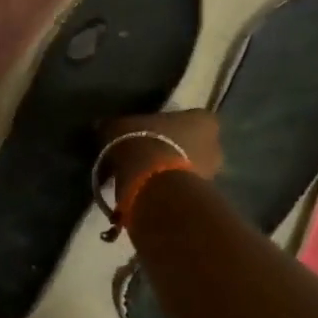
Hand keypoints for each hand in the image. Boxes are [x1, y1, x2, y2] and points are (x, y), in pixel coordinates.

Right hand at [100, 110, 222, 196]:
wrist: (153, 186)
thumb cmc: (143, 143)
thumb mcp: (118, 127)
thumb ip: (114, 126)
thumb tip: (102, 126)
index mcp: (203, 120)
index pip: (192, 118)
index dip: (172, 125)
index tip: (152, 132)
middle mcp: (215, 146)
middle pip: (194, 145)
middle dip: (176, 150)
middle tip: (149, 156)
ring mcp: (212, 175)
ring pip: (190, 169)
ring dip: (171, 172)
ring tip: (145, 178)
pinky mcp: (201, 200)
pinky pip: (182, 190)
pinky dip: (168, 191)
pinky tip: (147, 193)